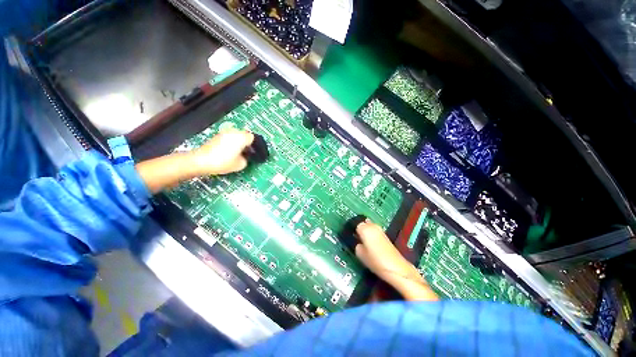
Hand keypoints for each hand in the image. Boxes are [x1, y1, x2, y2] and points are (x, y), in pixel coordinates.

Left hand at [192, 128, 254, 175]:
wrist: (201, 161)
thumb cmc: (223, 162)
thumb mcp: (241, 164)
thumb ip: (247, 159)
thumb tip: (246, 156)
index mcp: (241, 137)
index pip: (253, 137)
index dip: (255, 145)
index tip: (254, 152)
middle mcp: (233, 132)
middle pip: (244, 135)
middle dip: (247, 143)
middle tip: (247, 153)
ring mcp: (224, 133)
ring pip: (236, 136)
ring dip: (239, 143)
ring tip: (238, 153)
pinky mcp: (217, 136)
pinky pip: (229, 138)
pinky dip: (231, 143)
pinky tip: (229, 152)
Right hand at [355, 221, 421, 281]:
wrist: (396, 268)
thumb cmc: (375, 261)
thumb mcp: (360, 254)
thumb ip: (357, 245)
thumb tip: (358, 242)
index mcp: (364, 228)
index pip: (355, 225)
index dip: (353, 231)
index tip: (351, 237)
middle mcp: (372, 226)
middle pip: (363, 224)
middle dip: (360, 229)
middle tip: (357, 239)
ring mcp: (380, 230)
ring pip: (370, 226)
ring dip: (367, 231)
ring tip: (364, 242)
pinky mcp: (386, 235)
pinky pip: (375, 231)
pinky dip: (372, 235)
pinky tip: (371, 244)